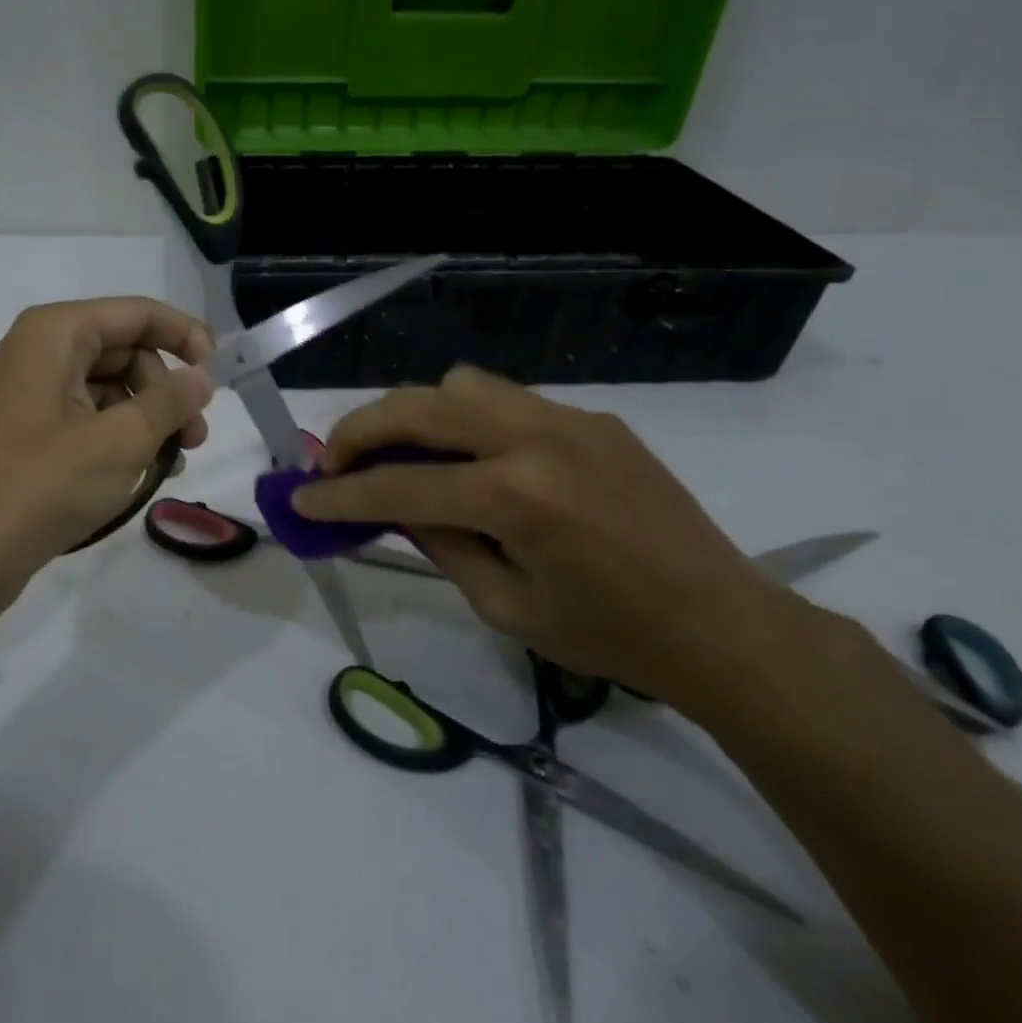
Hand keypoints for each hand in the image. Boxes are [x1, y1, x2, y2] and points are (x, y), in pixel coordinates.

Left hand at [0, 298, 214, 586]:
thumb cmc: (42, 486)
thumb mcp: (120, 441)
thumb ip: (169, 401)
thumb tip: (202, 376)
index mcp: (54, 334)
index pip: (137, 314)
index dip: (184, 336)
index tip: (220, 373)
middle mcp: (36, 352)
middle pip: (123, 351)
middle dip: (165, 389)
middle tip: (195, 436)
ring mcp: (26, 394)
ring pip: (106, 389)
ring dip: (146, 419)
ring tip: (173, 462)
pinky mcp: (23, 433)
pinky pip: (84, 419)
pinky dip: (118, 438)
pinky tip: (139, 472)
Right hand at [290, 365, 800, 715]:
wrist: (721, 624)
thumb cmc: (609, 637)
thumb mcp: (504, 605)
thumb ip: (439, 542)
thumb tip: (391, 503)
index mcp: (517, 498)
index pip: (401, 485)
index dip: (340, 495)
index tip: (300, 499)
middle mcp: (538, 439)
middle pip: (420, 406)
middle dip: (362, 430)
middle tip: (335, 462)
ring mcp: (569, 419)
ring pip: (460, 385)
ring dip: (416, 414)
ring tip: (404, 455)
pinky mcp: (592, 419)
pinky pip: (507, 401)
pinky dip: (467, 420)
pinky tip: (471, 461)